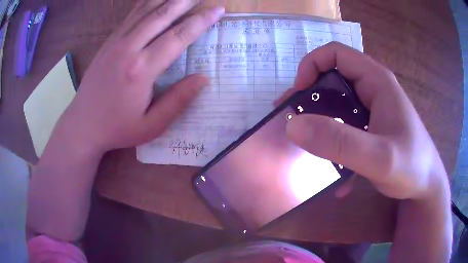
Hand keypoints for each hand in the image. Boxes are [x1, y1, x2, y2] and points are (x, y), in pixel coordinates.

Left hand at [57, 0, 224, 154]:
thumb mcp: (151, 126)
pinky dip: (146, 3)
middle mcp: (129, 48)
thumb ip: (178, 101)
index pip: (178, 36)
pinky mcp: (108, 42)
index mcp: (142, 70)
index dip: (201, 21)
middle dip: (186, 1)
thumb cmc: (117, 128)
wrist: (83, 125)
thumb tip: (203, 78)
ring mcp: (116, 42)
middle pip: (162, 15)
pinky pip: (130, 15)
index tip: (218, 9)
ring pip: (145, 10)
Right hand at [282, 42, 447, 199]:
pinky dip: (337, 144)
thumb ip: (339, 142)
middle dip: (310, 97)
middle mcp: (374, 89)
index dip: (311, 66)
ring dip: (321, 122)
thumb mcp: (378, 158)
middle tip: (293, 121)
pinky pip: (348, 127)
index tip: (298, 94)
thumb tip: (293, 126)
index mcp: (377, 81)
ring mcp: (374, 109)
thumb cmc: (412, 166)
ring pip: (339, 104)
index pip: (336, 54)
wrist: (426, 185)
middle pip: (334, 78)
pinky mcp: (373, 127)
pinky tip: (335, 172)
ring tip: (307, 145)